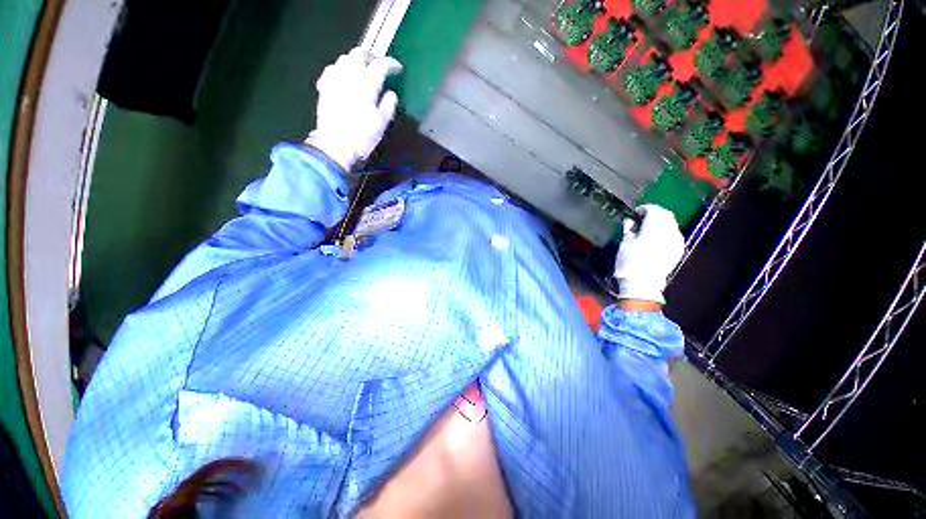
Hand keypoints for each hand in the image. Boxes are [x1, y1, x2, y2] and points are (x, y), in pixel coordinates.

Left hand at [305, 47, 402, 171]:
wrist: (335, 145)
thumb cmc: (362, 136)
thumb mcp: (382, 123)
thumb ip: (388, 104)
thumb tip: (391, 93)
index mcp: (367, 82)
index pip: (381, 64)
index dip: (391, 64)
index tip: (398, 68)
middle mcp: (349, 74)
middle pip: (360, 54)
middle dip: (372, 57)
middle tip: (380, 65)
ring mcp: (334, 78)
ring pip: (345, 58)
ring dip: (357, 60)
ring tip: (364, 70)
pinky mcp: (325, 86)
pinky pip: (333, 69)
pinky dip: (343, 69)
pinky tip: (346, 78)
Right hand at [613, 205, 684, 304]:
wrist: (643, 283)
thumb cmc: (630, 261)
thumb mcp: (625, 243)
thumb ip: (629, 228)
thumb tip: (630, 220)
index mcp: (655, 227)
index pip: (653, 209)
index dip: (644, 209)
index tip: (635, 214)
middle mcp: (670, 230)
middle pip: (666, 215)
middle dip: (654, 214)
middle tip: (641, 220)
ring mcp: (677, 241)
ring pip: (671, 224)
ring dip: (661, 223)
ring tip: (648, 230)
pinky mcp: (679, 250)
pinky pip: (674, 235)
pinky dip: (666, 233)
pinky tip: (657, 240)